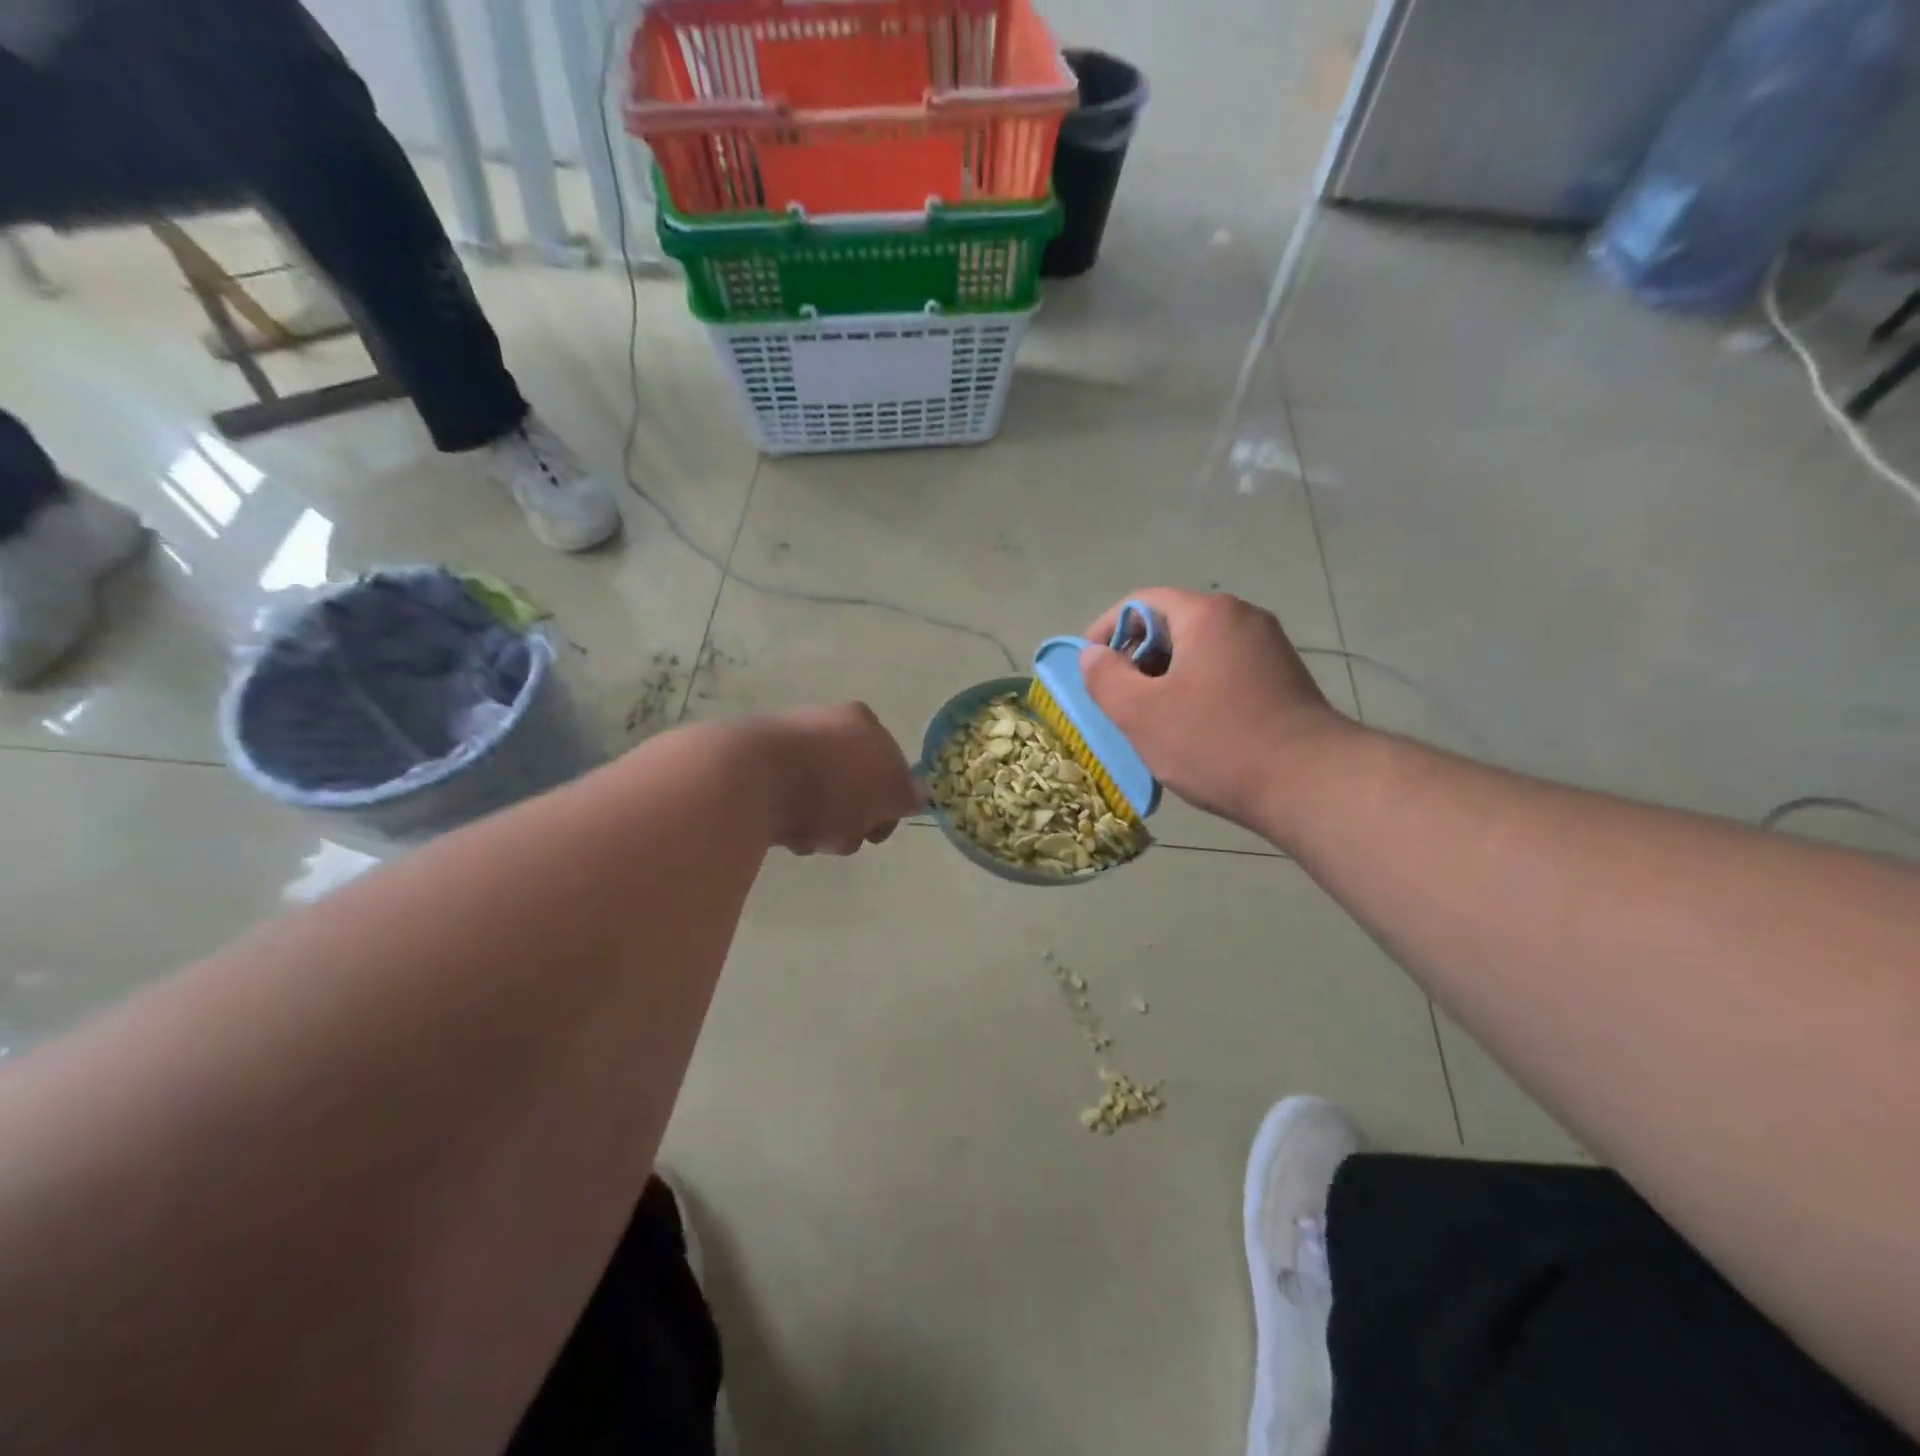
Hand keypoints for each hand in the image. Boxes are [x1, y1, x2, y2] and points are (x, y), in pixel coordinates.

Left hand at [760, 703, 922, 855]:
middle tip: (844, 837)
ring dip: (820, 825)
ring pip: (818, 798)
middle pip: (852, 784)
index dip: (889, 802)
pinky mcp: (752, 766)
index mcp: (862, 721)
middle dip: (852, 817)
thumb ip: (907, 794)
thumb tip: (916, 793)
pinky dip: (789, 822)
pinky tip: (782, 834)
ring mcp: (787, 742)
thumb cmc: (834, 785)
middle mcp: (826, 723)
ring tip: (809, 840)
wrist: (750, 778)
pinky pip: (784, 803)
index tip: (876, 830)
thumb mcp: (889, 792)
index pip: (890, 764)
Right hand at [1078, 589, 1357, 832]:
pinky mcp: (1283, 679)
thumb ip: (1105, 677)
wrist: (1310, 784)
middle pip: (1172, 625)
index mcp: (1208, 614)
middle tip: (1119, 701)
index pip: (1140, 602)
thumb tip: (1092, 654)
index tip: (1090, 667)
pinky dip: (1197, 690)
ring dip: (1165, 678)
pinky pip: (1224, 672)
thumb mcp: (1141, 714)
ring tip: (1152, 721)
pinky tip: (1192, 730)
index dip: (1106, 630)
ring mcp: (1269, 648)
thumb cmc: (1215, 742)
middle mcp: (1243, 618)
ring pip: (1198, 651)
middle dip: (1136, 659)